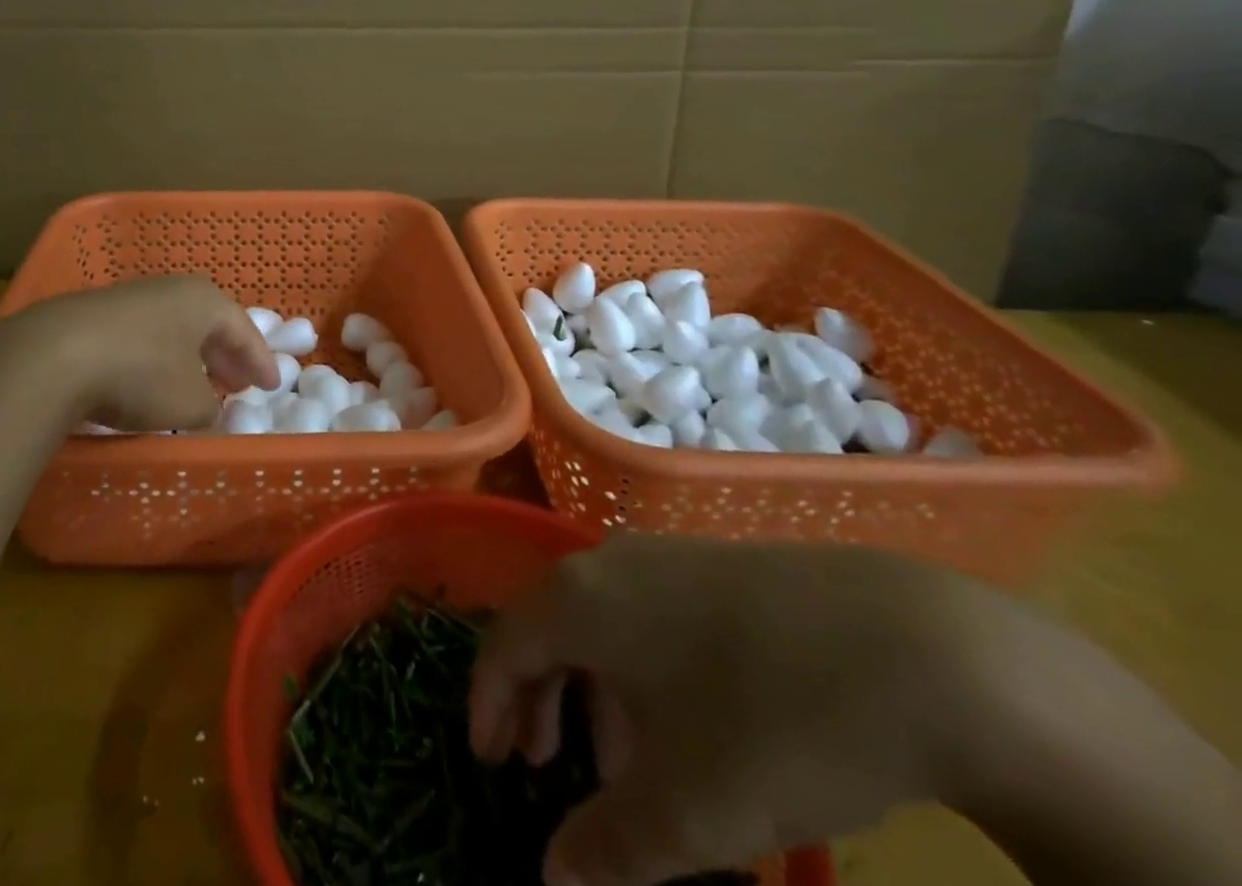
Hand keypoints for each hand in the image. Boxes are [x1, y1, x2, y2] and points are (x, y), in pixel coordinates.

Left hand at [9, 276, 279, 432]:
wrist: (52, 355)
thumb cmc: (140, 373)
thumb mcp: (189, 403)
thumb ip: (209, 407)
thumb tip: (206, 407)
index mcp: (204, 300)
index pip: (244, 330)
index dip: (260, 361)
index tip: (272, 385)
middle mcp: (171, 290)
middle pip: (209, 324)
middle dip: (226, 356)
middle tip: (238, 383)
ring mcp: (131, 298)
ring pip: (174, 328)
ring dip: (190, 357)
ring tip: (197, 384)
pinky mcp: (96, 314)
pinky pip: (143, 335)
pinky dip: (157, 357)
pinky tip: (150, 380)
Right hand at [469, 535, 979, 885]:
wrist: (920, 651)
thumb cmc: (774, 723)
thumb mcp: (689, 811)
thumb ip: (609, 849)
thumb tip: (552, 881)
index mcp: (579, 598)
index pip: (505, 643)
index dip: (488, 703)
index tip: (489, 762)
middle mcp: (608, 561)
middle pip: (548, 626)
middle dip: (538, 700)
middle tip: (543, 767)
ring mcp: (666, 556)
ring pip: (601, 622)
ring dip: (592, 691)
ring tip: (620, 765)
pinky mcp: (717, 565)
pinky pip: (647, 615)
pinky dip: (639, 670)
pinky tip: (686, 725)